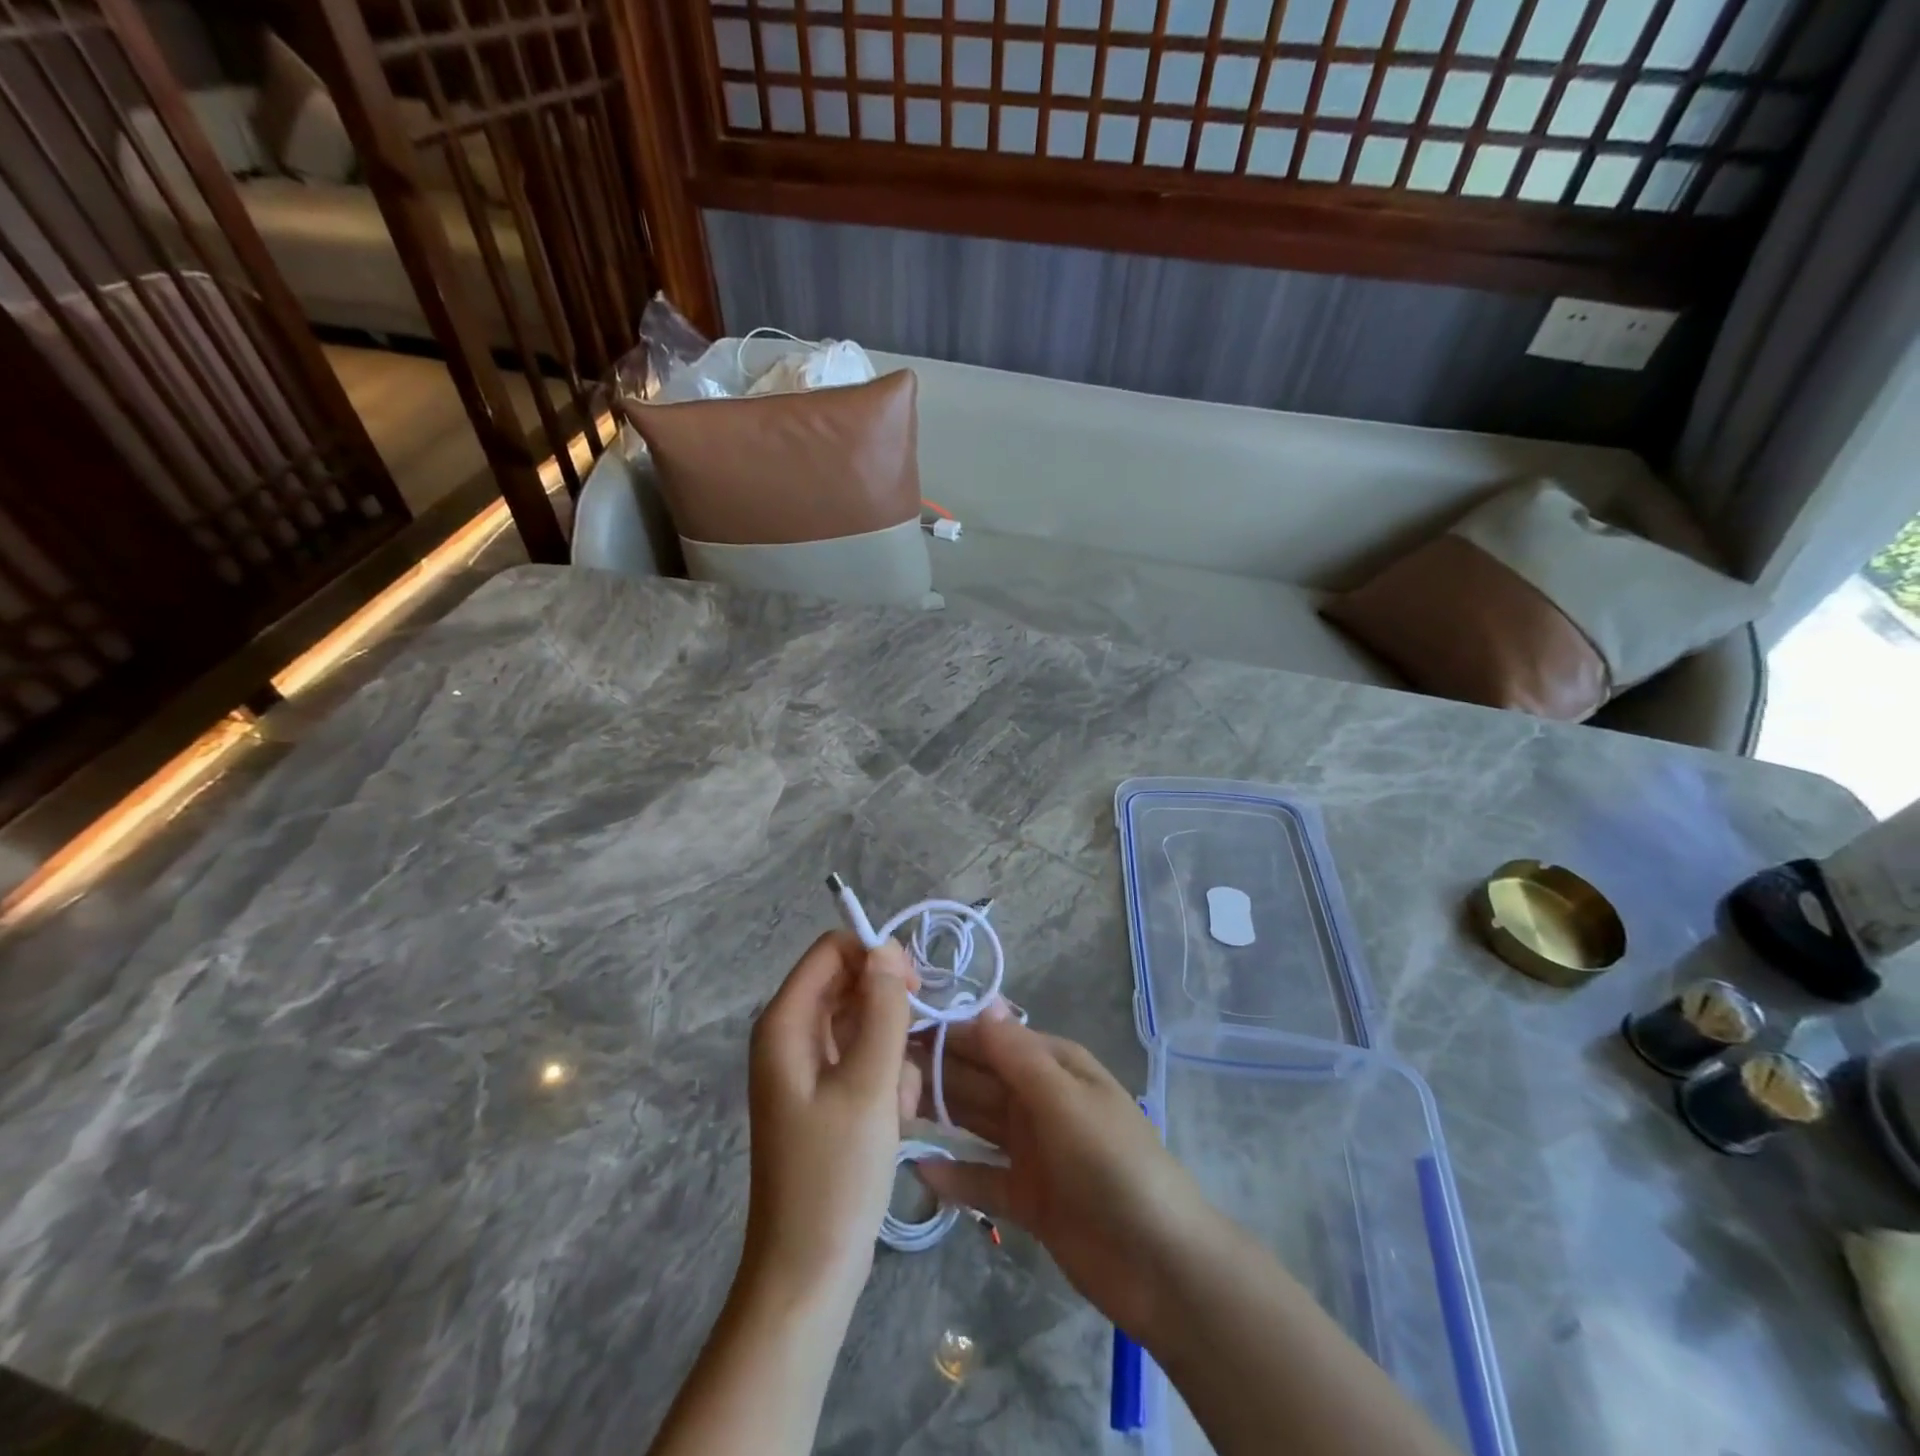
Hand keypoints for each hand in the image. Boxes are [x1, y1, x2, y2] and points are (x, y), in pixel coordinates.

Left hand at [742, 932, 919, 1310]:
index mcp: (785, 1023)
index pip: (831, 950)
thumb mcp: (868, 1085)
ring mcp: (808, 1066)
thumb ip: (883, 1009)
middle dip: (889, 1009)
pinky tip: (895, 1117)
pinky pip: (864, 1057)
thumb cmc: (835, 1174)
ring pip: (865, 1022)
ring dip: (893, 1050)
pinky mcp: (826, 1093)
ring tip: (898, 1101)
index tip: (914, 987)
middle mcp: (791, 1035)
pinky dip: (887, 1076)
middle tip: (914, 1050)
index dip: (874, 956)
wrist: (809, 1272)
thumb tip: (887, 947)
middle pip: (849, 984)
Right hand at [910, 1015, 1219, 1339]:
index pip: (992, 1039)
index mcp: (1054, 1066)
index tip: (898, 1027)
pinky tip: (917, 1168)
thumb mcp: (1065, 1100)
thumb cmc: (1112, 1163)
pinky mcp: (1027, 1198)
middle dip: (935, 1070)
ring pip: (976, 1123)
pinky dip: (954, 1174)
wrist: (1160, 1263)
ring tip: (887, 1108)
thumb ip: (1018, 1056)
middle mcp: (1039, 1100)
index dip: (949, 1032)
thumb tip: (981, 1006)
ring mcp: (1033, 1150)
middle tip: (878, 1067)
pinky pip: (982, 1178)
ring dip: (939, 1115)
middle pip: (979, 1079)